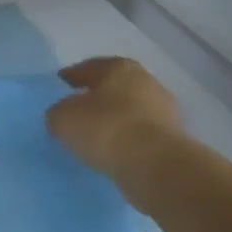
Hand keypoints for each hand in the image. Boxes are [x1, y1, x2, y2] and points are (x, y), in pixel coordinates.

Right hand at [47, 57, 185, 192]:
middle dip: (96, 96)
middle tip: (78, 109)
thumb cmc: (106, 128)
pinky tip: (114, 151)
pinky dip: (127, 139)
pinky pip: (140, 134)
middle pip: (113, 86)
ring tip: (95, 136)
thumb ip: (58, 113)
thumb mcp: (63, 118)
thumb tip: (62, 117)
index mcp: (118, 67)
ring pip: (129, 110)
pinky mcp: (173, 138)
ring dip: (114, 119)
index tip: (61, 83)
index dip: (72, 75)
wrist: (156, 165)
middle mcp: (145, 80)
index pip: (89, 67)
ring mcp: (163, 109)